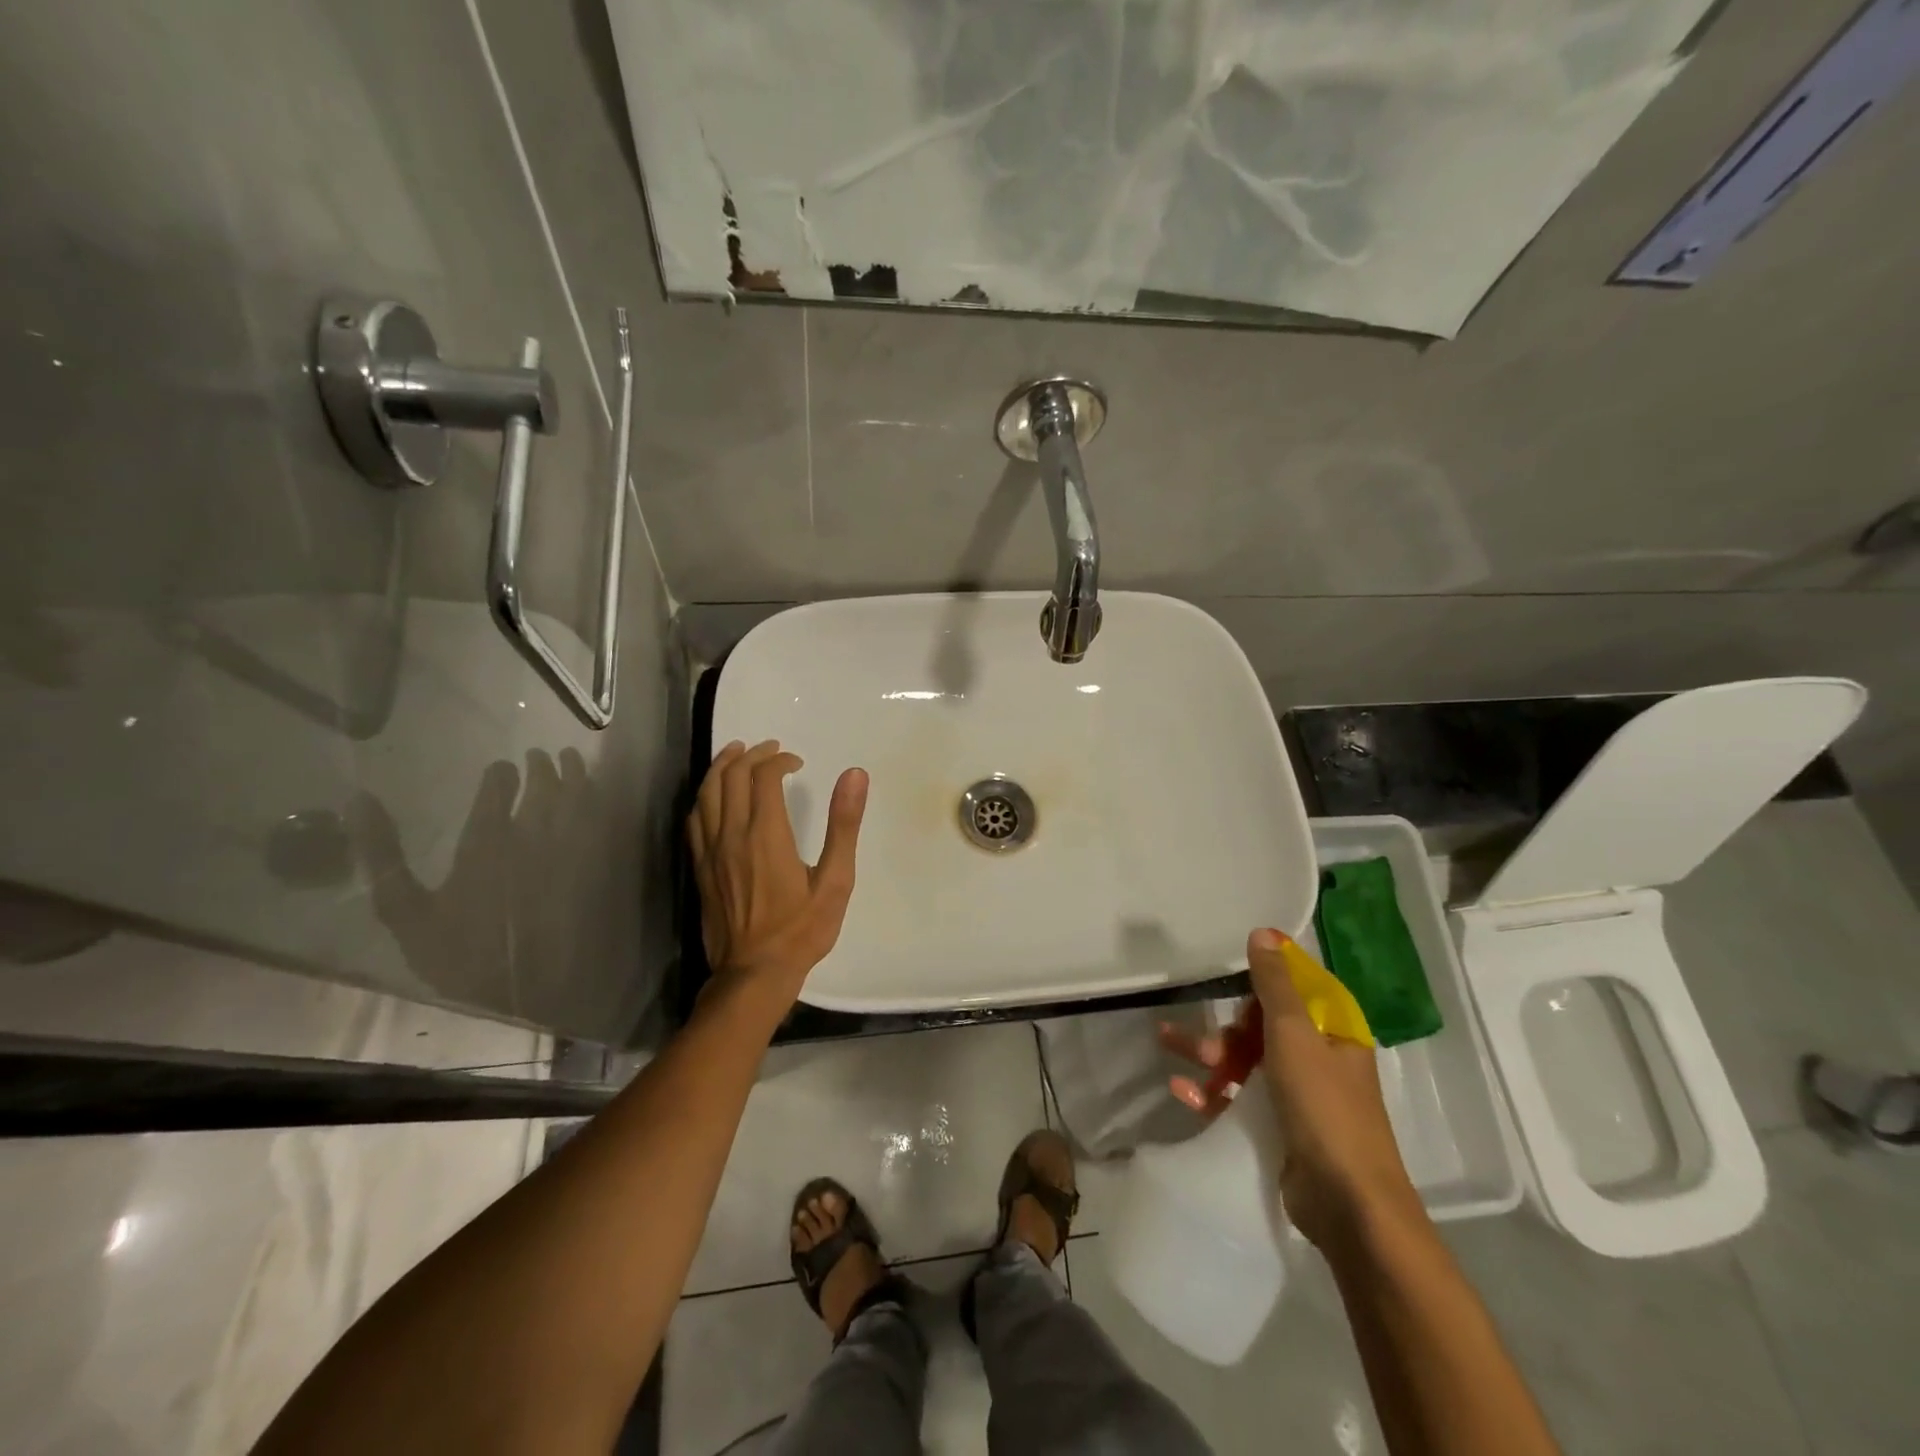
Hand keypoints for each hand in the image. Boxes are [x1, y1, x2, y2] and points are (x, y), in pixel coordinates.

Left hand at [688, 740, 867, 1016]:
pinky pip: (694, 820)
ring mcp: (710, 851)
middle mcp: (732, 835)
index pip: (764, 777)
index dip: (779, 761)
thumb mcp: (835, 880)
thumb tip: (854, 775)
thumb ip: (844, 825)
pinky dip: (704, 797)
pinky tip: (713, 796)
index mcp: (766, 834)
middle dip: (751, 755)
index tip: (797, 763)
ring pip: (706, 793)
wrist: (754, 974)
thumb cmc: (801, 930)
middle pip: (732, 777)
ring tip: (736, 753)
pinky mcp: (700, 868)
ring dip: (721, 767)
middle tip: (770, 749)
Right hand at [1163, 928, 1424, 1251]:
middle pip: (1263, 1026)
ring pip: (1246, 1061)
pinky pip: (1239, 1098)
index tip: (1229, 969)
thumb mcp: (1294, 1035)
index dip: (1264, 976)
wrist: (1347, 1203)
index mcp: (1333, 1032)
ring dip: (1208, 1053)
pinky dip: (1211, 1092)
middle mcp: (1319, 1059)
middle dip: (1225, 1025)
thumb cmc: (1324, 1107)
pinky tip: (1182, 1092)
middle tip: (1195, 1032)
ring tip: (1168, 1047)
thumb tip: (1264, 932)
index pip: (1297, 989)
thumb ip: (1275, 984)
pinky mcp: (1279, 1129)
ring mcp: (1299, 1097)